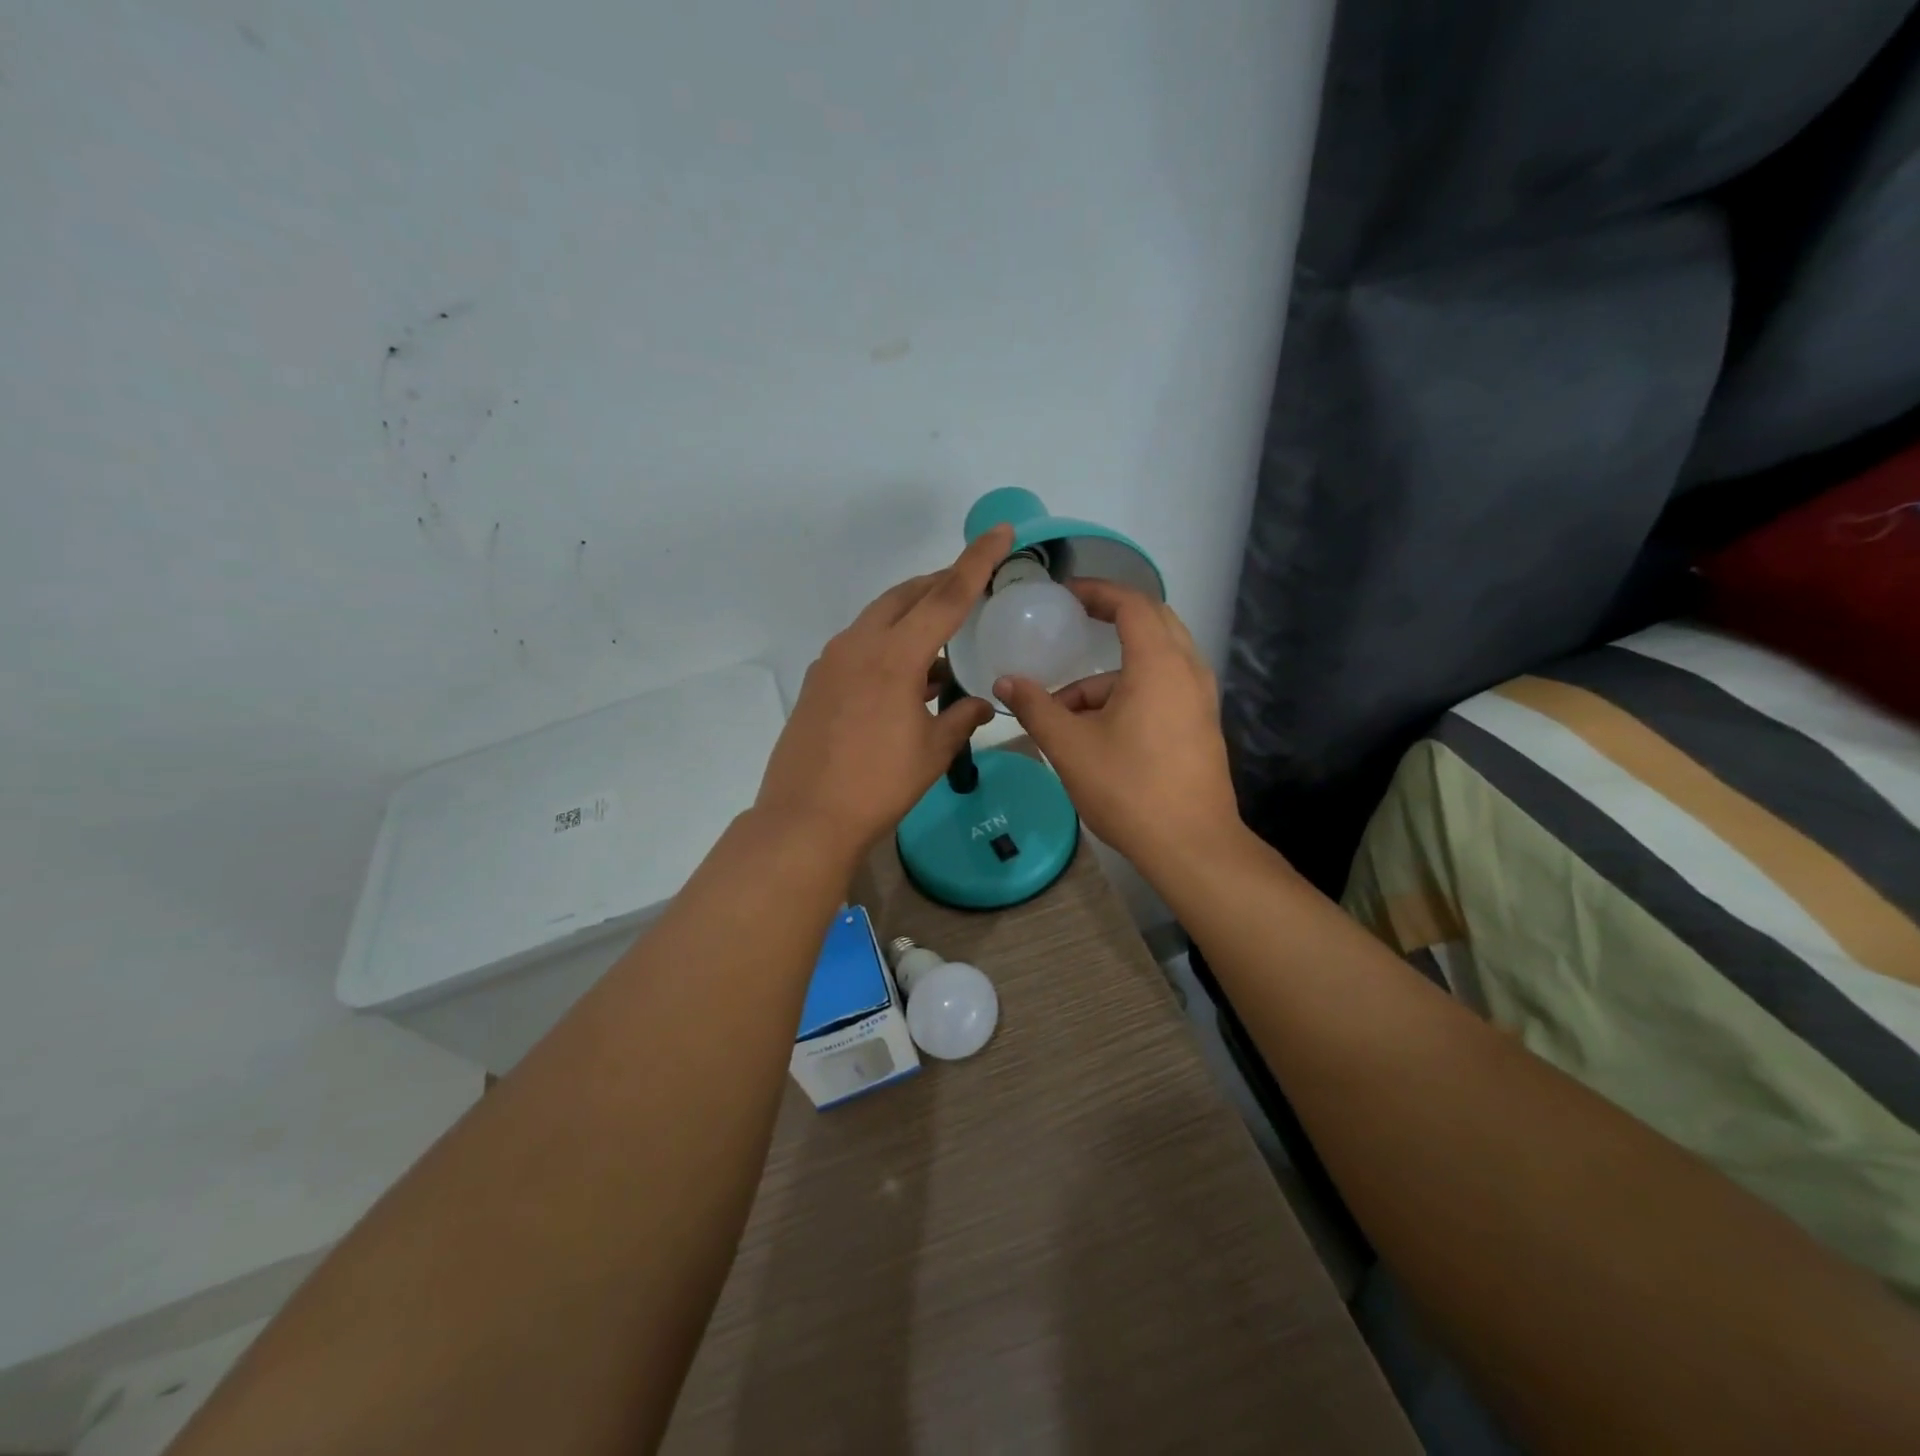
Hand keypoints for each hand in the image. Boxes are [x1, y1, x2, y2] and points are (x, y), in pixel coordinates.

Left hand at [754, 525, 1010, 861]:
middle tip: (971, 585)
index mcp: (895, 656)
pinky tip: (907, 675)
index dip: (977, 561)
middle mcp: (860, 645)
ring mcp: (832, 661)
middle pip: (906, 596)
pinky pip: (860, 645)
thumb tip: (983, 703)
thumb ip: (962, 719)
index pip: (946, 596)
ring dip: (912, 616)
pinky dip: (889, 644)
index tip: (999, 532)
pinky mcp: (818, 680)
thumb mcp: (932, 752)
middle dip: (940, 583)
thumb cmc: (878, 785)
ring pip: (879, 618)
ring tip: (943, 637)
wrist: (806, 818)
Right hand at [994, 580, 1239, 870]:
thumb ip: (1035, 707)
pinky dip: (1129, 692)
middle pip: (1152, 623)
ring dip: (1110, 674)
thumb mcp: (1070, 746)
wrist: (1191, 845)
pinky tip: (1096, 729)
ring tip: (1065, 709)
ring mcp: (1200, 700)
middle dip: (1110, 619)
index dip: (1097, 591)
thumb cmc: (1128, 788)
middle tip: (1074, 623)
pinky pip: (1163, 688)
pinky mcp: (1200, 725)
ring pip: (1154, 663)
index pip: (1132, 604)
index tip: (1066, 594)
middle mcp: (1188, 671)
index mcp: (1159, 664)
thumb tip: (1005, 682)